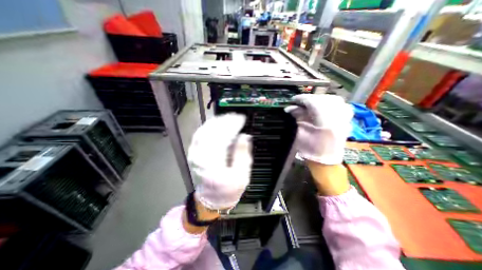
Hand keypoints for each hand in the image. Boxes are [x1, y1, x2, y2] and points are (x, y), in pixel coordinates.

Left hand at [187, 114, 251, 210]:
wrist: (211, 199)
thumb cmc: (229, 189)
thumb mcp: (241, 176)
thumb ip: (242, 155)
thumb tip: (244, 136)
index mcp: (213, 164)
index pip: (221, 137)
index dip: (232, 126)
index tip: (242, 119)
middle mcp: (200, 157)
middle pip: (211, 132)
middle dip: (225, 121)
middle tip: (236, 116)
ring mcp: (194, 153)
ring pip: (203, 131)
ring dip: (216, 122)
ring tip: (228, 117)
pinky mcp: (194, 152)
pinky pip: (200, 134)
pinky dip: (209, 126)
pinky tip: (217, 123)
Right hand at [284, 95, 352, 165]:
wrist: (326, 162)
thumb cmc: (311, 151)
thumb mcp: (300, 134)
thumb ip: (297, 118)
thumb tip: (290, 108)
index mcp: (324, 122)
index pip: (313, 102)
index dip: (302, 99)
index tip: (293, 100)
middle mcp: (338, 117)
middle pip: (324, 99)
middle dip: (311, 98)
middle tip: (301, 103)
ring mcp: (345, 118)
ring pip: (335, 100)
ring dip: (321, 99)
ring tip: (312, 104)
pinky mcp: (347, 121)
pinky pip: (343, 105)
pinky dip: (332, 103)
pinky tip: (325, 107)